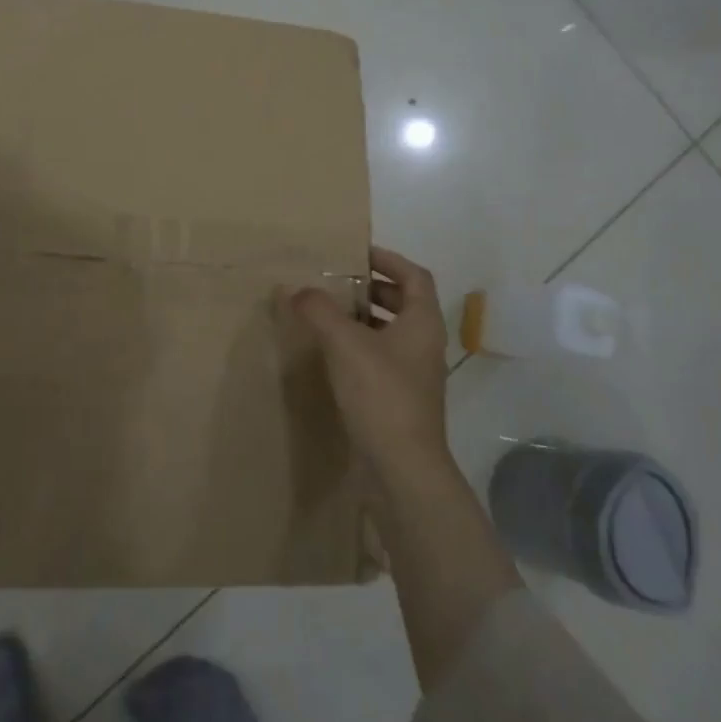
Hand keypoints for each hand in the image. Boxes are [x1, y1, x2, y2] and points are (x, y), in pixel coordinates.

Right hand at [289, 246, 450, 482]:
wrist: (403, 467)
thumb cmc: (381, 394)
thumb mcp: (345, 344)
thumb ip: (319, 311)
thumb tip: (295, 288)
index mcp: (423, 322)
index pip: (414, 275)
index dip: (388, 259)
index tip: (357, 253)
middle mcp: (426, 343)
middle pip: (405, 302)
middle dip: (372, 289)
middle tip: (337, 283)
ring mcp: (416, 373)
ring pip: (392, 332)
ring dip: (364, 318)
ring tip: (328, 314)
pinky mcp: (402, 398)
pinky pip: (382, 358)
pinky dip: (361, 346)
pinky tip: (332, 355)